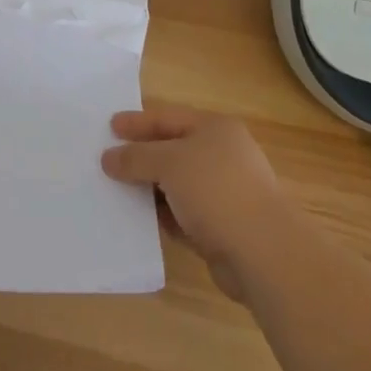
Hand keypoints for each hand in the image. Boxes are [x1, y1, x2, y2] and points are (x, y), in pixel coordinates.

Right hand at [101, 107, 291, 300]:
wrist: (263, 253)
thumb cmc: (216, 190)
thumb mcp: (169, 163)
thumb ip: (136, 157)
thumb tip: (109, 158)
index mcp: (215, 128)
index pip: (168, 118)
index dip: (137, 122)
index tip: (109, 127)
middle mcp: (222, 155)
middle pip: (172, 150)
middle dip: (141, 156)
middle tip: (107, 160)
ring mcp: (224, 193)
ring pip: (177, 185)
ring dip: (150, 189)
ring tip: (115, 191)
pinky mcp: (222, 228)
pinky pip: (183, 215)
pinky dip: (164, 216)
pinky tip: (140, 222)